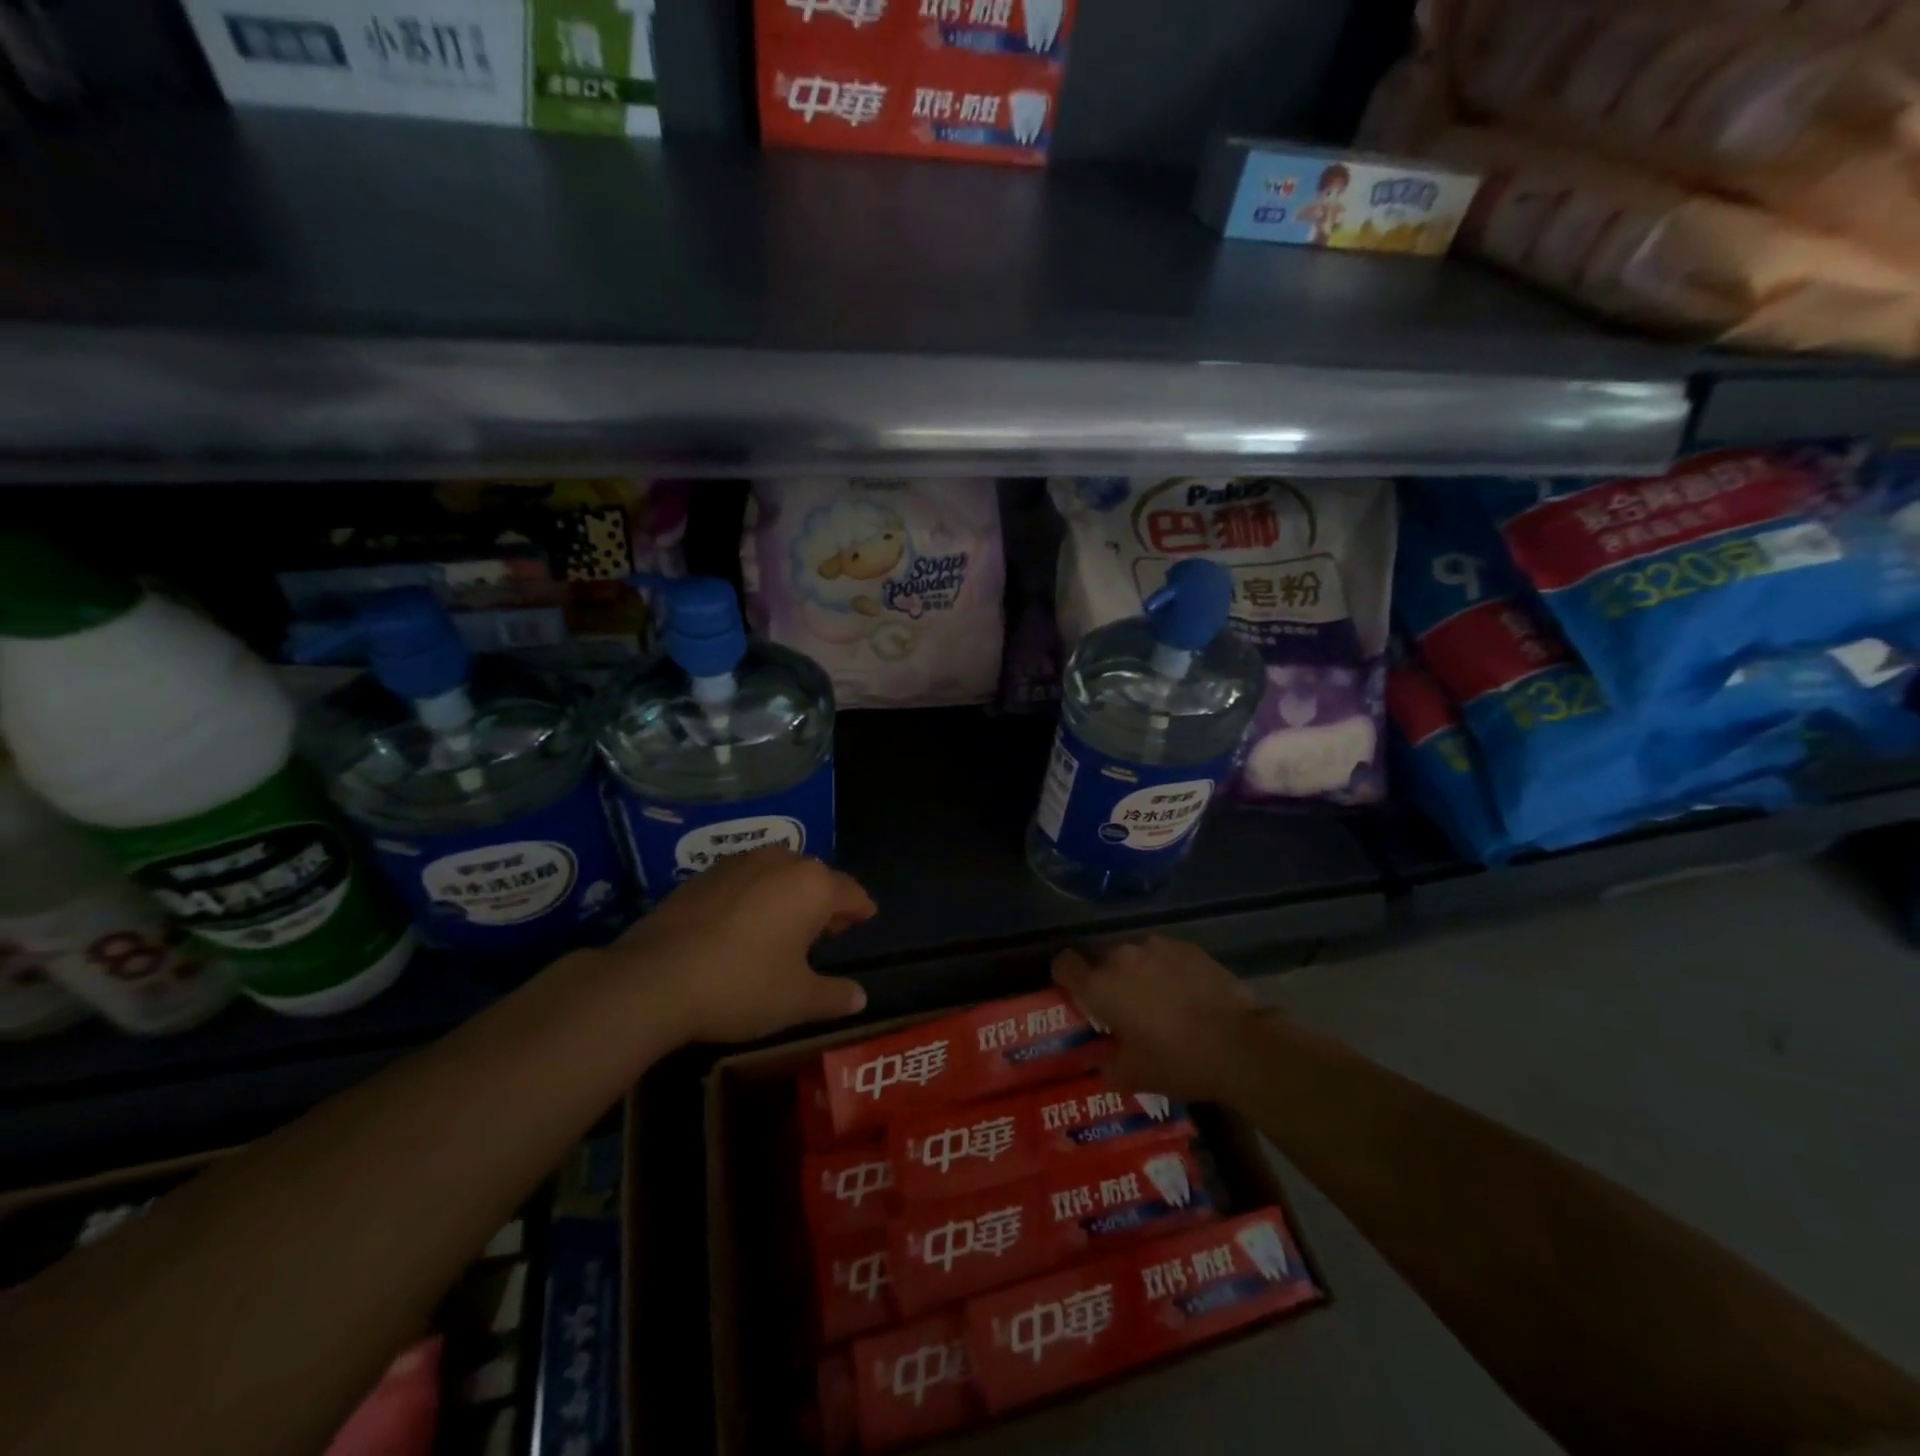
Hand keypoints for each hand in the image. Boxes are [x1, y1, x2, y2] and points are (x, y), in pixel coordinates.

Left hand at [611, 848, 875, 1043]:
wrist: (654, 979)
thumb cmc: (741, 986)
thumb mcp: (796, 1001)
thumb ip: (834, 996)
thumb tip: (860, 997)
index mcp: (812, 885)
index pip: (851, 892)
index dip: (861, 909)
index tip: (866, 917)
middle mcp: (780, 862)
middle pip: (815, 878)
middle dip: (824, 902)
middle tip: (827, 930)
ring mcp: (738, 863)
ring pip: (778, 874)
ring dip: (788, 895)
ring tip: (785, 926)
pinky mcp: (703, 875)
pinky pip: (744, 881)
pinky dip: (754, 897)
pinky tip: (743, 926)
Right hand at [1052, 936, 1264, 1104]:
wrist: (1239, 1044)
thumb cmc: (1177, 1061)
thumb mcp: (1135, 1077)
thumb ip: (1109, 1066)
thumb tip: (1103, 1063)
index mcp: (1100, 986)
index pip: (1064, 965)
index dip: (1065, 977)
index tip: (1074, 993)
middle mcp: (1122, 957)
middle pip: (1102, 961)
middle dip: (1108, 981)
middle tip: (1124, 1010)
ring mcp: (1157, 947)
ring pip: (1136, 956)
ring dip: (1139, 973)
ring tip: (1160, 1001)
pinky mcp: (1189, 947)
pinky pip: (1166, 956)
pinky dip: (1169, 970)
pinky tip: (1187, 994)